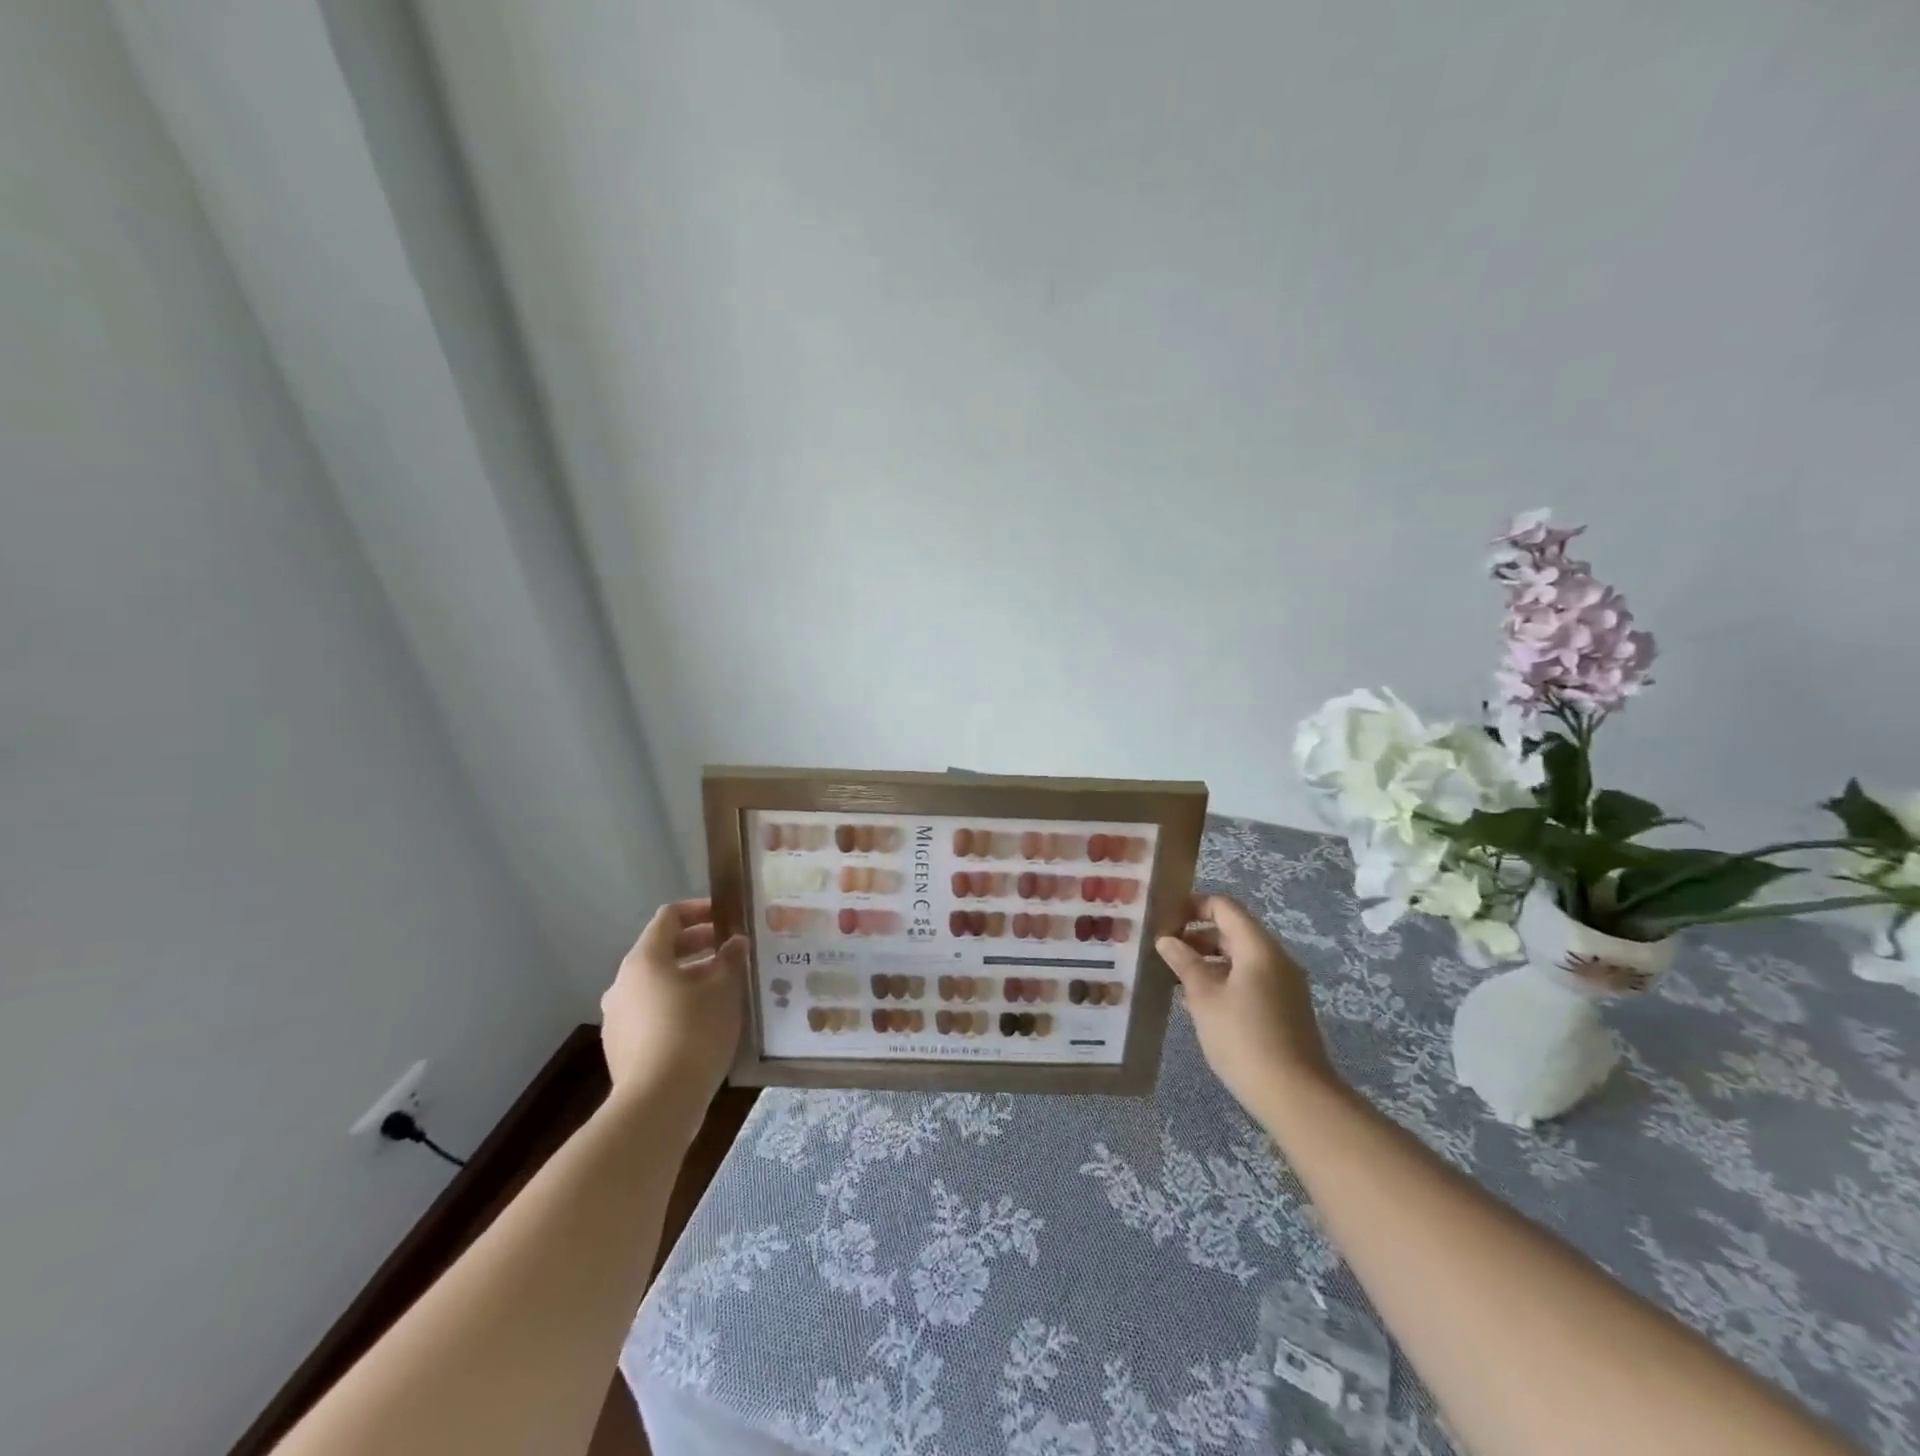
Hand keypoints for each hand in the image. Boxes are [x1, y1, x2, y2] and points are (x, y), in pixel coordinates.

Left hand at [600, 899, 745, 1124]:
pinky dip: (676, 1003)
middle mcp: (623, 982)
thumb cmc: (694, 1033)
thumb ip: (731, 960)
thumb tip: (735, 942)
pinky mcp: (620, 1046)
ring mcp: (617, 1016)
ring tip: (722, 987)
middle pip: (661, 949)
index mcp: (645, 959)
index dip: (699, 910)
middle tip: (731, 950)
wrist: (657, 1105)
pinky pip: (650, 1010)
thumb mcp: (724, 991)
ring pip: (656, 982)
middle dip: (698, 945)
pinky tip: (703, 1020)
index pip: (669, 917)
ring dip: (688, 976)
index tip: (727, 917)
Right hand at [1158, 894, 1340, 1121]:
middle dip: (1197, 935)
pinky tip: (1200, 1002)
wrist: (1296, 1097)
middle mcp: (1276, 958)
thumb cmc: (1243, 1039)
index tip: (1164, 920)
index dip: (1193, 906)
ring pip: (1241, 957)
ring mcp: (1285, 984)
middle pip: (1233, 930)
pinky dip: (1224, 979)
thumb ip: (1184, 963)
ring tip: (1176, 977)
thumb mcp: (1204, 998)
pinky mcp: (1285, 1007)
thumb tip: (1166, 939)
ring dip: (1209, 960)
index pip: (1224, 907)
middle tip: (1164, 950)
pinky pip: (1251, 978)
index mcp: (1258, 948)